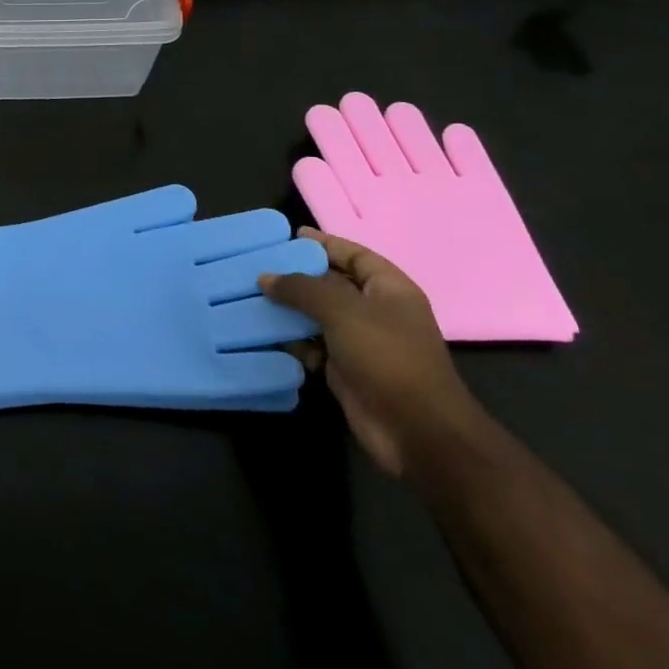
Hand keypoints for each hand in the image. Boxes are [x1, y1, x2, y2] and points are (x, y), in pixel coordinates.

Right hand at [259, 227, 489, 477]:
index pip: (355, 255)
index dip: (325, 244)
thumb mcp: (342, 310)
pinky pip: (313, 345)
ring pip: (318, 316)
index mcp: (390, 290)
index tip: (289, 236)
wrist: (416, 431)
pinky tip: (264, 333)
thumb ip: (301, 288)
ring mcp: (361, 343)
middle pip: (332, 285)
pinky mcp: (345, 370)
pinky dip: (292, 340)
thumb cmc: (387, 356)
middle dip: (298, 276)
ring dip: (289, 309)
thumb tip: (265, 278)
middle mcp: (376, 312)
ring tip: (251, 296)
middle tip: (259, 266)